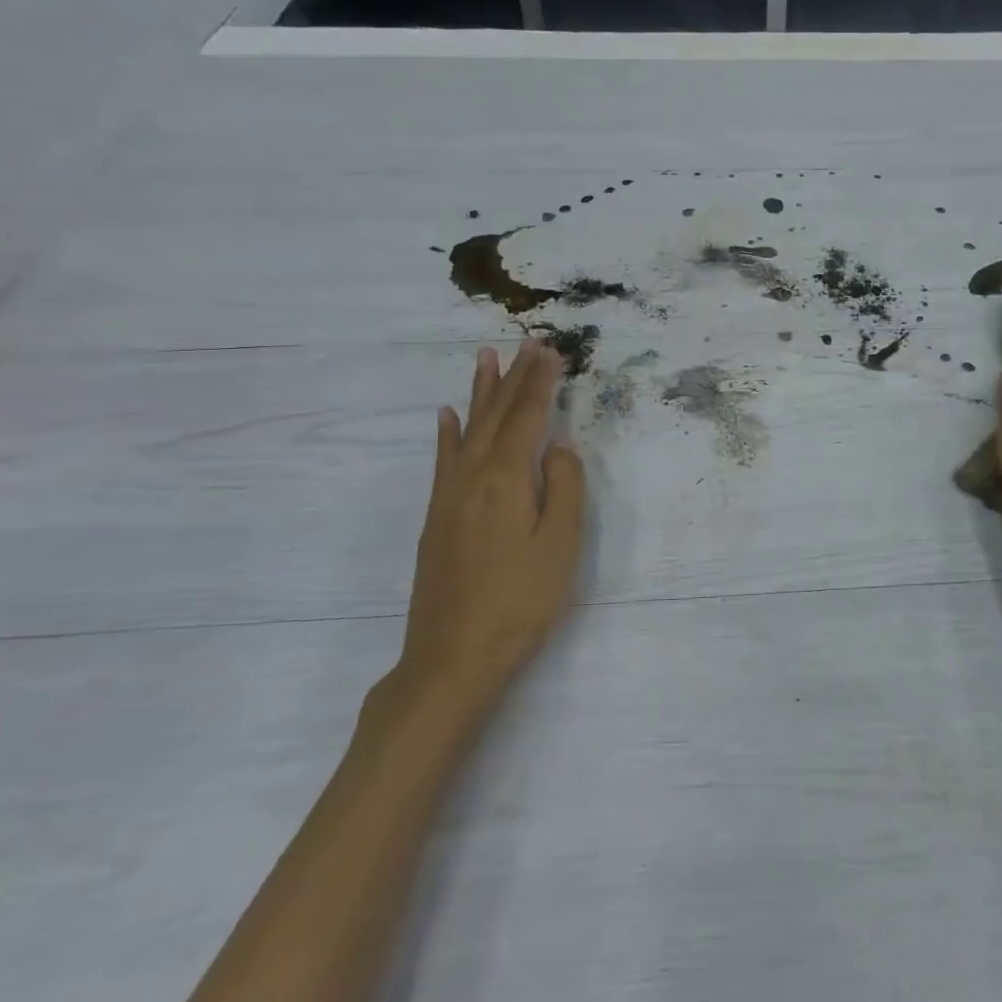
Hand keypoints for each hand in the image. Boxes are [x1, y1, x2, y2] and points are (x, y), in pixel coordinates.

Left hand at [386, 340, 586, 727]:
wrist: (452, 658)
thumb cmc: (519, 602)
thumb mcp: (560, 546)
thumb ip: (565, 488)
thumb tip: (558, 447)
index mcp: (506, 479)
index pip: (527, 417)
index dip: (540, 382)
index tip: (551, 350)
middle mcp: (472, 477)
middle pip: (496, 415)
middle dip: (513, 377)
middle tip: (526, 343)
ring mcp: (448, 496)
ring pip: (467, 430)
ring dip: (480, 393)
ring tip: (485, 358)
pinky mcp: (437, 518)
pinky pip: (443, 460)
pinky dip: (448, 433)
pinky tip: (447, 416)